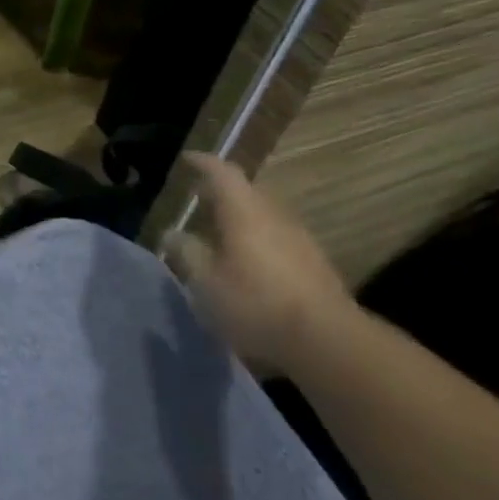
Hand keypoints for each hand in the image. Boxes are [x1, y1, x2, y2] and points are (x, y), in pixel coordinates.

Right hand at [163, 153, 354, 373]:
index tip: (187, 159)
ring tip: (218, 229)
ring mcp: (299, 239)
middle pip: (248, 193)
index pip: (223, 174)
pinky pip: (276, 236)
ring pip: (264, 215)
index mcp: (245, 214)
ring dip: (240, 216)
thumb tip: (172, 233)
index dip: (204, 164)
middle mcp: (275, 217)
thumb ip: (186, 253)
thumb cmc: (254, 303)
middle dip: (222, 191)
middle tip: (199, 196)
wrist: (325, 340)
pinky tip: (245, 259)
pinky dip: (255, 237)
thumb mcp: (205, 282)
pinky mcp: (312, 264)